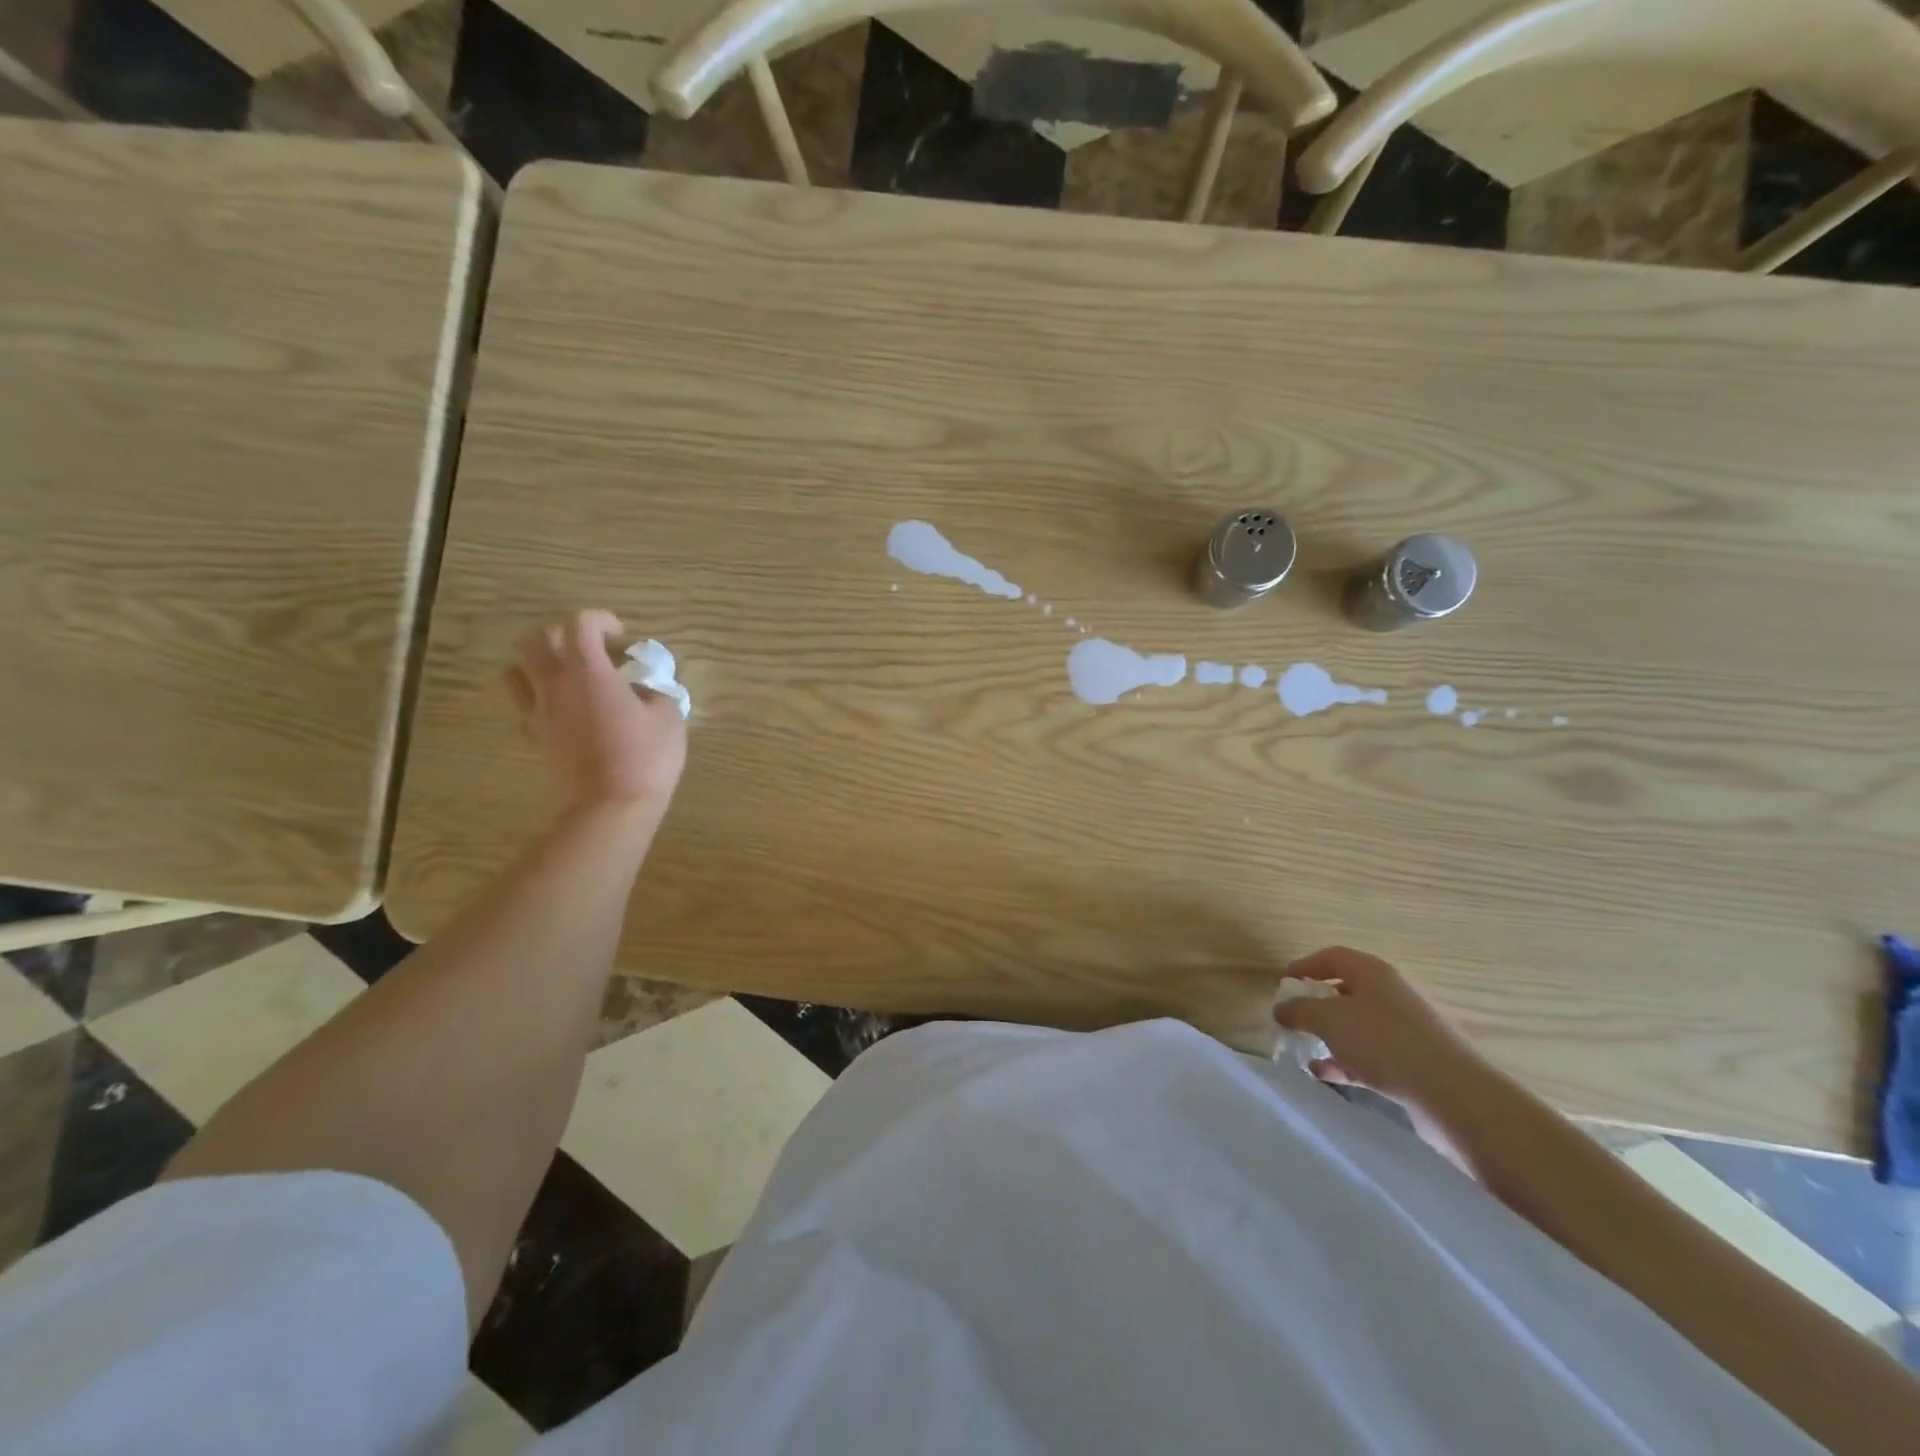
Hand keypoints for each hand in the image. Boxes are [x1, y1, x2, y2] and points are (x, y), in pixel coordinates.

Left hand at [506, 610, 686, 816]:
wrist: (610, 807)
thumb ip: (655, 690)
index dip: (602, 621)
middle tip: (594, 650)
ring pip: (518, 668)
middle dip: (566, 635)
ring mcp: (539, 710)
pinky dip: (539, 693)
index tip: (623, 639)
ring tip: (570, 674)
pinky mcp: (535, 736)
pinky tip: (565, 705)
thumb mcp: (668, 716)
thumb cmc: (646, 757)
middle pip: (538, 638)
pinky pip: (524, 701)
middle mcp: (555, 683)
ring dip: (542, 661)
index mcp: (588, 671)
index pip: (581, 624)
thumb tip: (643, 686)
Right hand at [1273, 947, 1487, 1116]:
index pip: (1332, 957)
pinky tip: (1327, 1074)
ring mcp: (1404, 1028)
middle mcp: (1390, 994)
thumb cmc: (1383, 1042)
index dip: (1304, 967)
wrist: (1452, 1093)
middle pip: (1345, 990)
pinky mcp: (1412, 1060)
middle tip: (1292, 1019)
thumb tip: (1281, 1008)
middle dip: (1315, 1004)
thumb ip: (1300, 1011)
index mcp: (1373, 972)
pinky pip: (1370, 1053)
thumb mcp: (1329, 1020)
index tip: (1282, 985)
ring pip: (1356, 1024)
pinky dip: (1346, 1059)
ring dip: (1329, 1035)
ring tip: (1305, 1049)